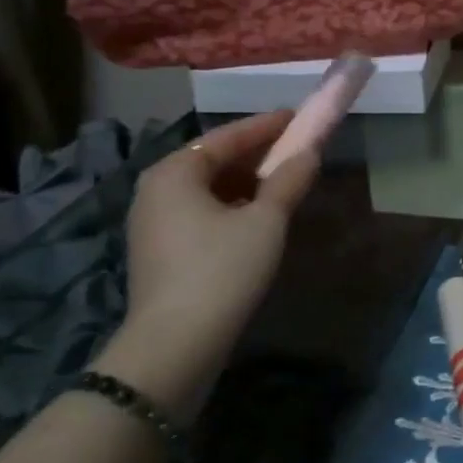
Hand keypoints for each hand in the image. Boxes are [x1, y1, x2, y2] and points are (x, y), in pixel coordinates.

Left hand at [98, 112, 317, 418]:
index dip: (266, 125)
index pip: (226, 136)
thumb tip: (310, 152)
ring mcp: (153, 222)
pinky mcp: (159, 250)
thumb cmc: (222, 270)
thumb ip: (289, 180)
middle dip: (256, 154)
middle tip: (295, 148)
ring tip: (283, 180)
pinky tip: (258, 214)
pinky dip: (231, 204)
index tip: (297, 116)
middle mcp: (155, 189)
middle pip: (213, 160)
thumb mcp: (266, 221)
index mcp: (174, 172)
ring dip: (246, 181)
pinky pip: (201, 211)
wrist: (175, 346)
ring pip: (208, 187)